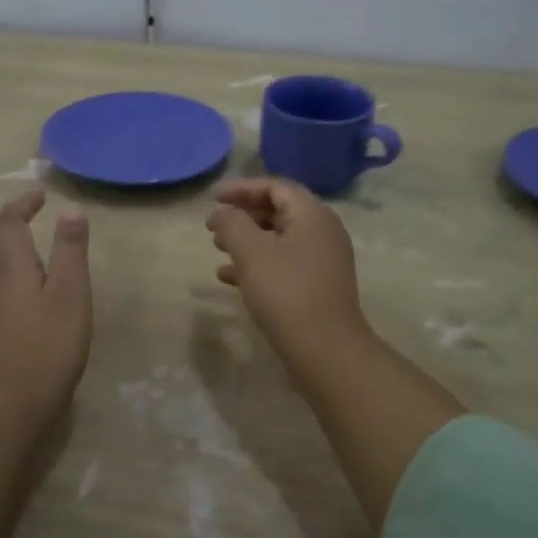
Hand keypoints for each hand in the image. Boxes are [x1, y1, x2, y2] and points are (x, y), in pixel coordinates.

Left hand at [0, 191, 92, 409]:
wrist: (11, 403)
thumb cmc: (47, 343)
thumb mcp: (69, 292)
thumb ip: (70, 249)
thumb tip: (70, 209)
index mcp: (11, 264)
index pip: (9, 221)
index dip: (23, 204)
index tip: (41, 195)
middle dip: (16, 220)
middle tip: (37, 211)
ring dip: (14, 243)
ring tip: (37, 240)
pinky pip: (1, 280)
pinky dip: (15, 266)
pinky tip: (32, 283)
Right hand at [206, 178, 374, 370]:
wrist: (325, 350)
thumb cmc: (286, 292)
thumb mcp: (251, 252)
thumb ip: (232, 224)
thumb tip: (224, 213)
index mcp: (312, 215)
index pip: (275, 187)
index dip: (242, 188)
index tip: (214, 197)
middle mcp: (323, 232)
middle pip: (278, 211)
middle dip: (243, 215)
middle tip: (213, 225)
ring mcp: (323, 261)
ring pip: (278, 239)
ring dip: (246, 240)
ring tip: (217, 248)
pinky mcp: (317, 286)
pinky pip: (283, 263)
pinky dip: (257, 264)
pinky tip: (228, 278)